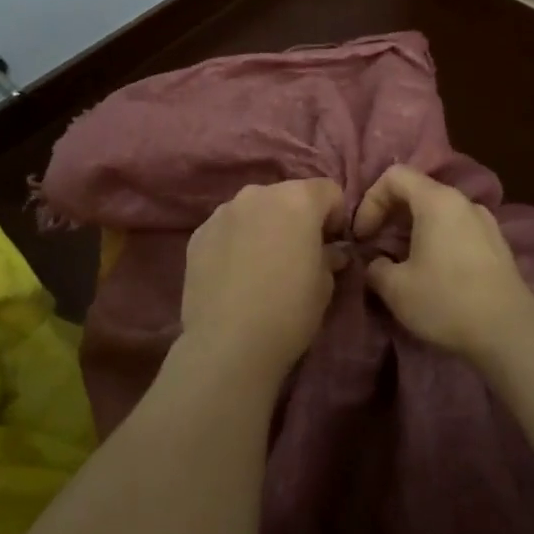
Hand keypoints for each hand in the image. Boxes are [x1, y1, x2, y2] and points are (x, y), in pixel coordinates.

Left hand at [178, 179, 348, 379]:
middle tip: (298, 254)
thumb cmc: (289, 311)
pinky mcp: (198, 233)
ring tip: (262, 265)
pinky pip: (227, 228)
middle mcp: (258, 194)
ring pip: (254, 209)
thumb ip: (329, 256)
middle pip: (287, 195)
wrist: (227, 343)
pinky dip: (236, 241)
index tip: (332, 244)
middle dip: (297, 218)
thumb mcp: (324, 285)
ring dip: (264, 226)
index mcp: (297, 199)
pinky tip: (236, 274)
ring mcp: (223, 212)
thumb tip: (331, 251)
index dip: (335, 216)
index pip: (328, 191)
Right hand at [354, 165, 533, 357]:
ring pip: (438, 212)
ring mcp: (485, 222)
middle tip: (375, 246)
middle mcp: (463, 202)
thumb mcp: (396, 288)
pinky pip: (456, 229)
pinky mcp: (497, 245)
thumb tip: (375, 263)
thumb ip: (375, 267)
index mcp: (437, 200)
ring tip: (402, 261)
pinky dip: (436, 240)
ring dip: (413, 230)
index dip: (370, 201)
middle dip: (389, 215)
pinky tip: (433, 272)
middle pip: (417, 191)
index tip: (363, 236)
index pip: (394, 176)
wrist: (512, 334)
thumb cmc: (447, 301)